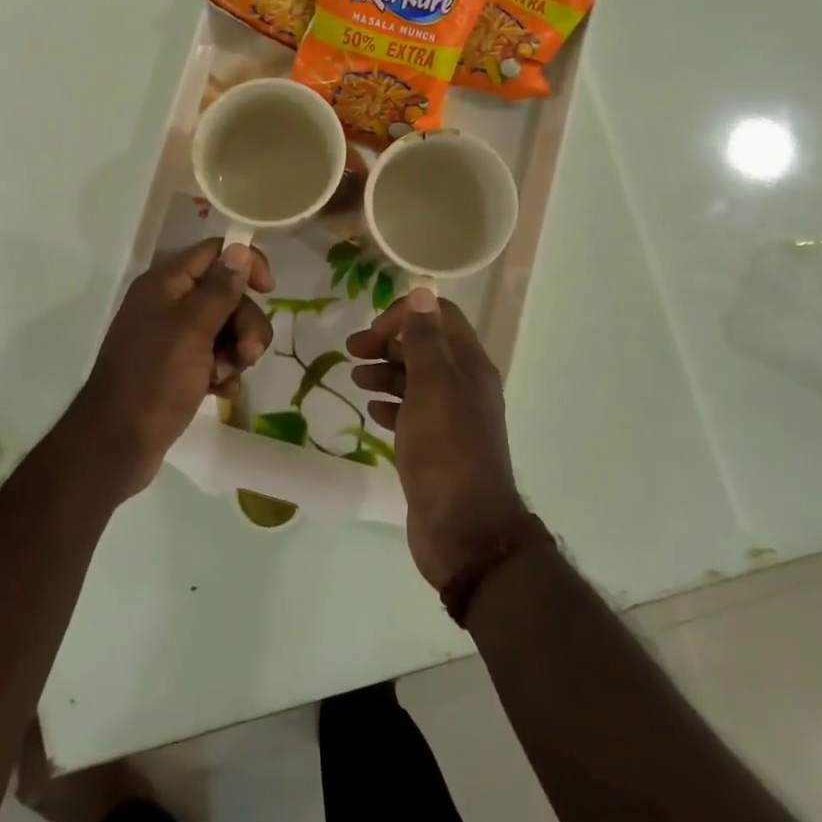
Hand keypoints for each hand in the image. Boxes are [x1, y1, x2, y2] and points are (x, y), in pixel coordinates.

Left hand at [70, 239, 275, 498]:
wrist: (117, 444)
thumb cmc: (154, 379)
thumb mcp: (192, 330)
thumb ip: (220, 289)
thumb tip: (240, 248)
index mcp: (166, 283)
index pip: (215, 252)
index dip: (245, 264)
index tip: (268, 290)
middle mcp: (169, 303)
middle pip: (226, 294)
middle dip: (244, 323)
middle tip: (248, 353)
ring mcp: (173, 338)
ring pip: (226, 328)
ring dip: (236, 352)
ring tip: (225, 377)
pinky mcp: (179, 368)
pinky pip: (216, 357)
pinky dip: (223, 372)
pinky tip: (221, 392)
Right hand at [347, 288, 529, 589]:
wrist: (464, 531)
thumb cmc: (446, 451)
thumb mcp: (433, 387)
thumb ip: (425, 340)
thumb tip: (422, 291)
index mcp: (469, 365)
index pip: (439, 317)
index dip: (404, 316)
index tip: (372, 333)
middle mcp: (464, 385)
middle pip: (425, 346)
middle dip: (388, 342)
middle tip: (351, 351)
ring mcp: (450, 418)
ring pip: (415, 379)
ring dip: (385, 371)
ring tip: (355, 379)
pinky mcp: (435, 446)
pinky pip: (411, 412)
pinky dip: (390, 403)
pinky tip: (372, 409)